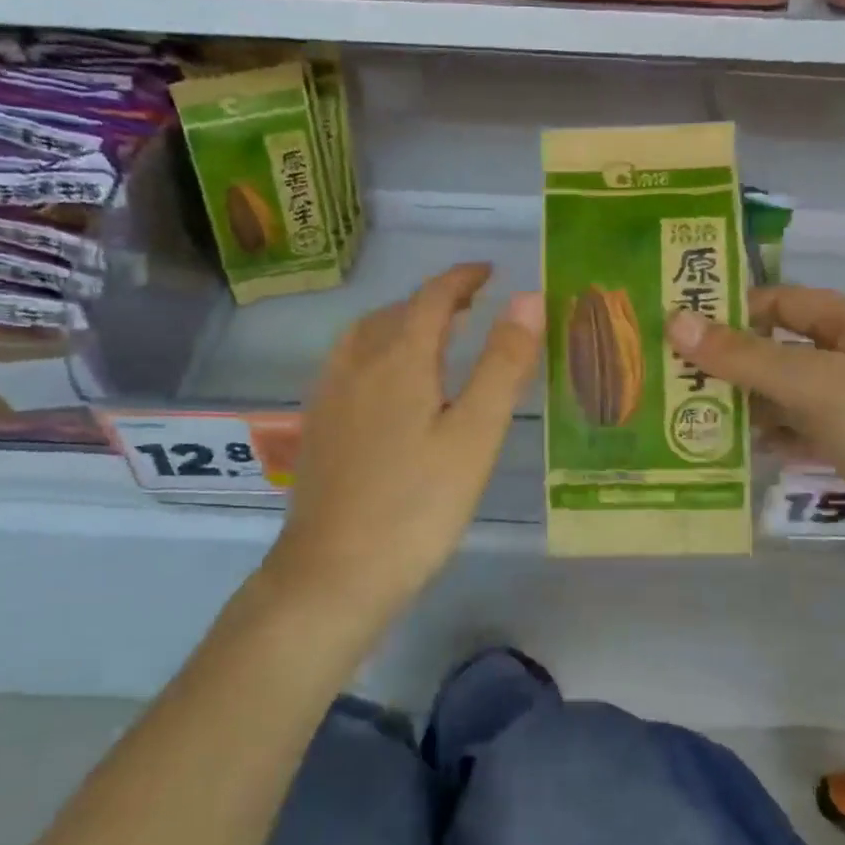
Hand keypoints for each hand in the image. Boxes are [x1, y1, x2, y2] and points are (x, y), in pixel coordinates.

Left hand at [267, 263, 542, 611]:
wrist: (335, 572)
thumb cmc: (418, 506)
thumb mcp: (475, 435)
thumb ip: (503, 364)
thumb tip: (527, 298)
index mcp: (399, 358)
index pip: (432, 297)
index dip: (462, 278)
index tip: (489, 272)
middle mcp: (357, 363)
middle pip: (396, 312)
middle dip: (435, 300)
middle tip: (471, 307)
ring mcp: (329, 394)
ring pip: (366, 336)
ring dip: (401, 323)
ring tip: (432, 337)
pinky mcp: (317, 425)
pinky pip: (348, 363)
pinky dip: (377, 351)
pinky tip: (387, 383)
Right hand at [665, 286, 844, 566]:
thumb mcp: (814, 384)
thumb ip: (744, 356)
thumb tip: (675, 321)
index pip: (786, 301)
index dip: (737, 306)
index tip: (682, 322)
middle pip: (781, 349)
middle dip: (731, 360)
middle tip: (672, 372)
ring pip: (785, 394)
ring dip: (744, 401)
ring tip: (687, 411)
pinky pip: (797, 433)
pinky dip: (767, 436)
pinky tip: (730, 447)